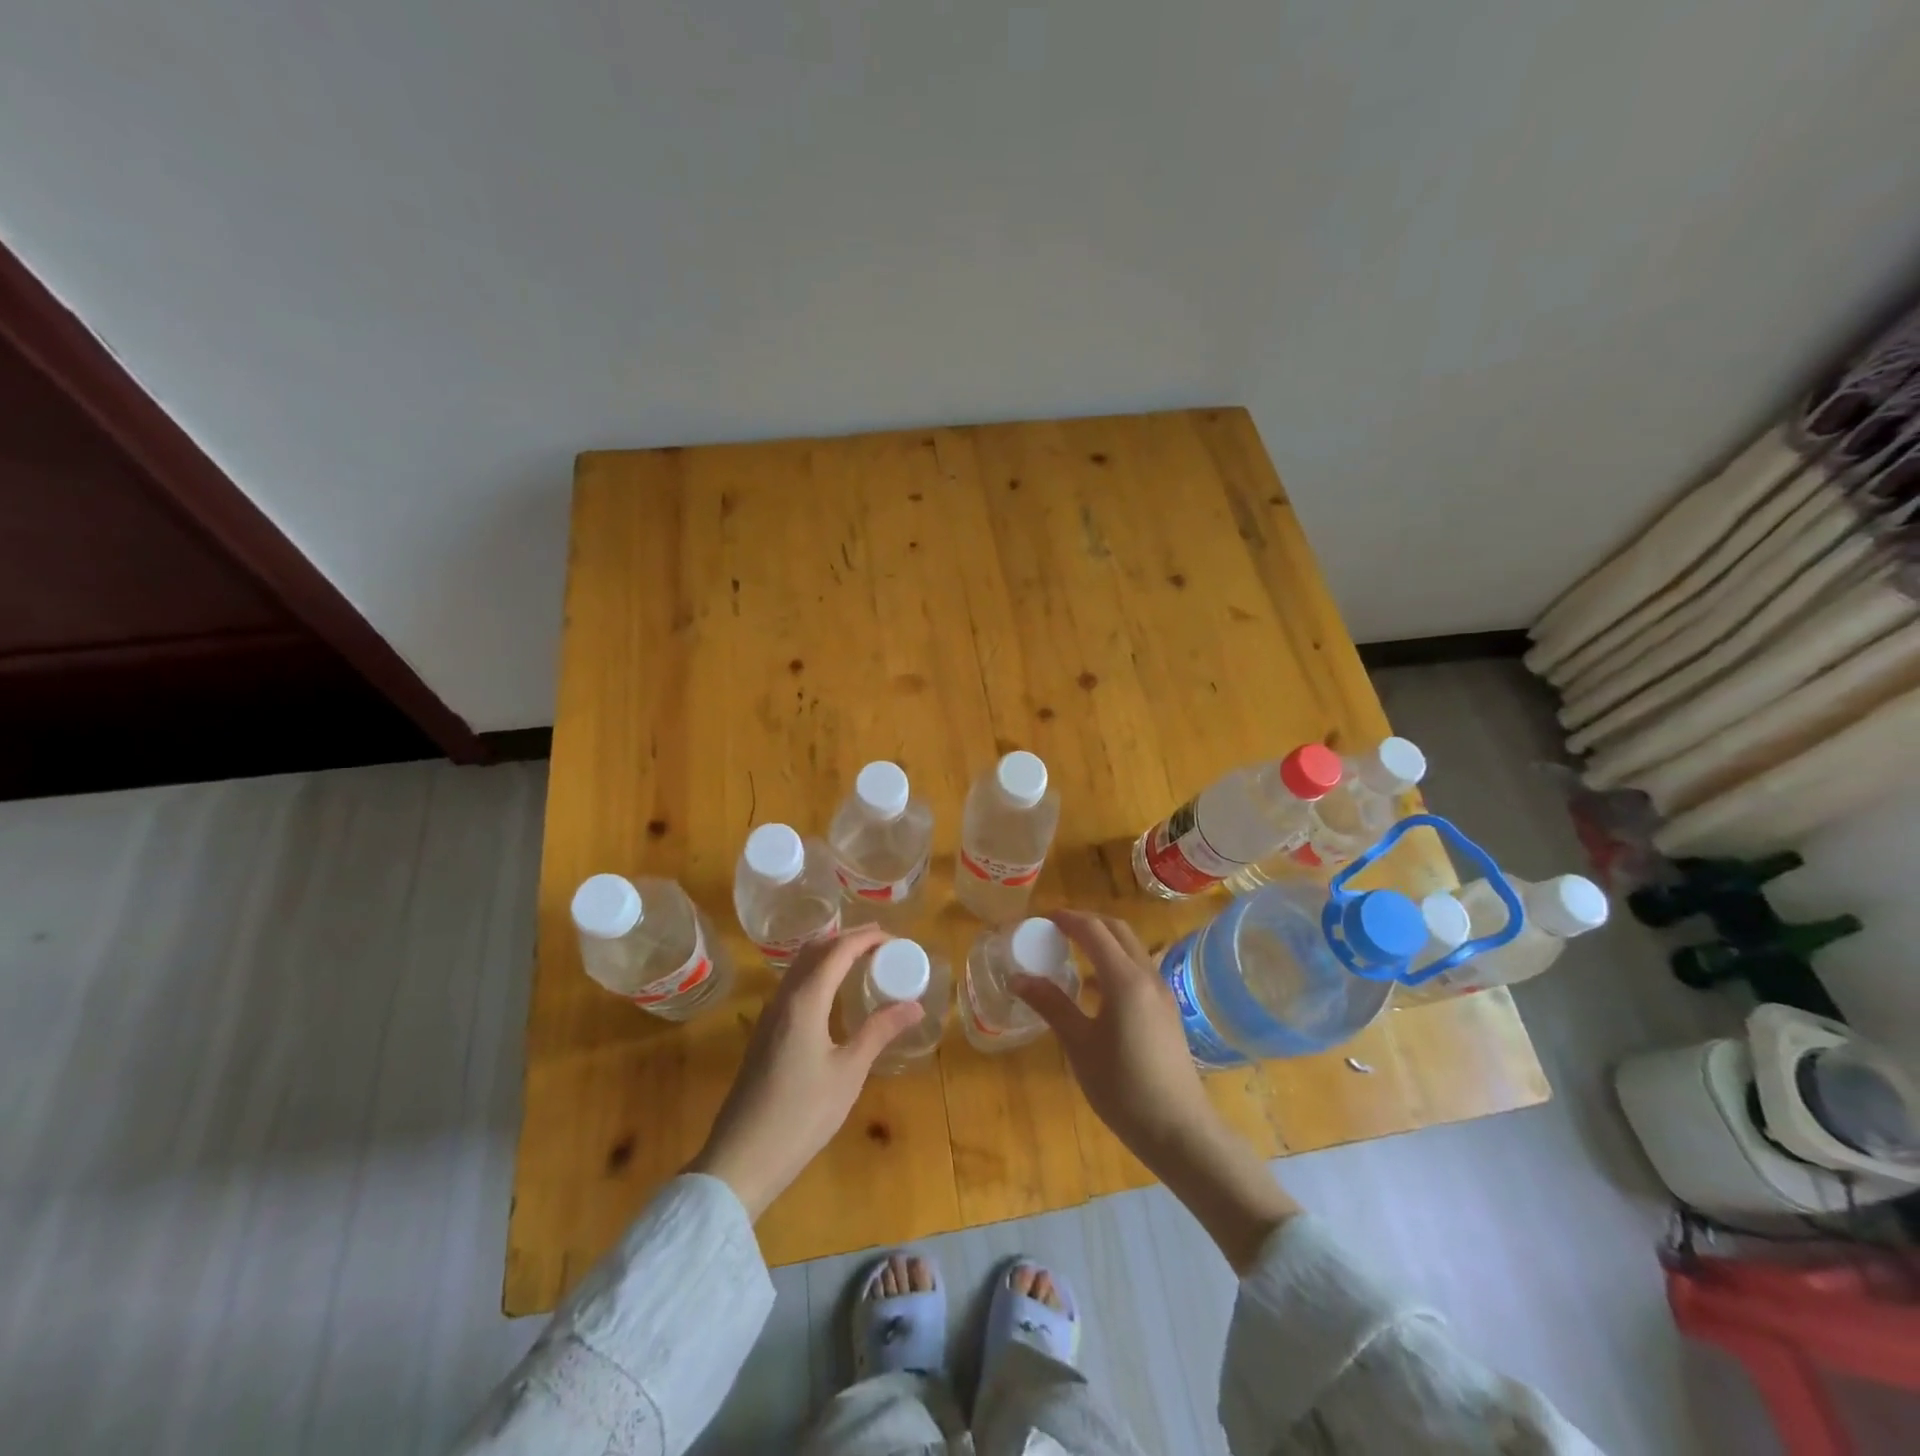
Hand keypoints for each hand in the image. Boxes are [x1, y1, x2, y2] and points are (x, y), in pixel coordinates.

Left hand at [689, 924, 921, 1219]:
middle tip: (882, 942)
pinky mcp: (765, 1033)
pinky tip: (833, 993)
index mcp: (805, 1000)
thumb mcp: (849, 1072)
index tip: (896, 940)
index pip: (838, 950)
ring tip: (862, 960)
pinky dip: (817, 973)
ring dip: (830, 953)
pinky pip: (793, 984)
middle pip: (815, 950)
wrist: (742, 1157)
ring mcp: (770, 1015)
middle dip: (848, 939)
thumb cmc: (802, 1114)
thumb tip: (915, 1005)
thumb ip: (880, 1031)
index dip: (867, 938)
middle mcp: (784, 997)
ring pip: (800, 966)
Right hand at [1014, 909, 1298, 1271]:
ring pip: (1131, 949)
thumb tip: (1018, 978)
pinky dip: (1114, 962)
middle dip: (1086, 922)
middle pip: (1117, 930)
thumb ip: (1051, 1005)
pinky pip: (1138, 969)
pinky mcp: (1167, 1010)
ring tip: (1072, 954)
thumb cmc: (1123, 1087)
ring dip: (1103, 941)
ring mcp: (1162, 993)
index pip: (1093, 930)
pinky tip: (1096, 990)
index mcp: (1124, 979)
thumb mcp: (1079, 1045)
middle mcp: (1147, 976)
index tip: (1041, 919)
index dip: (1066, 919)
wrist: (1179, 1130)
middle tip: (1055, 930)